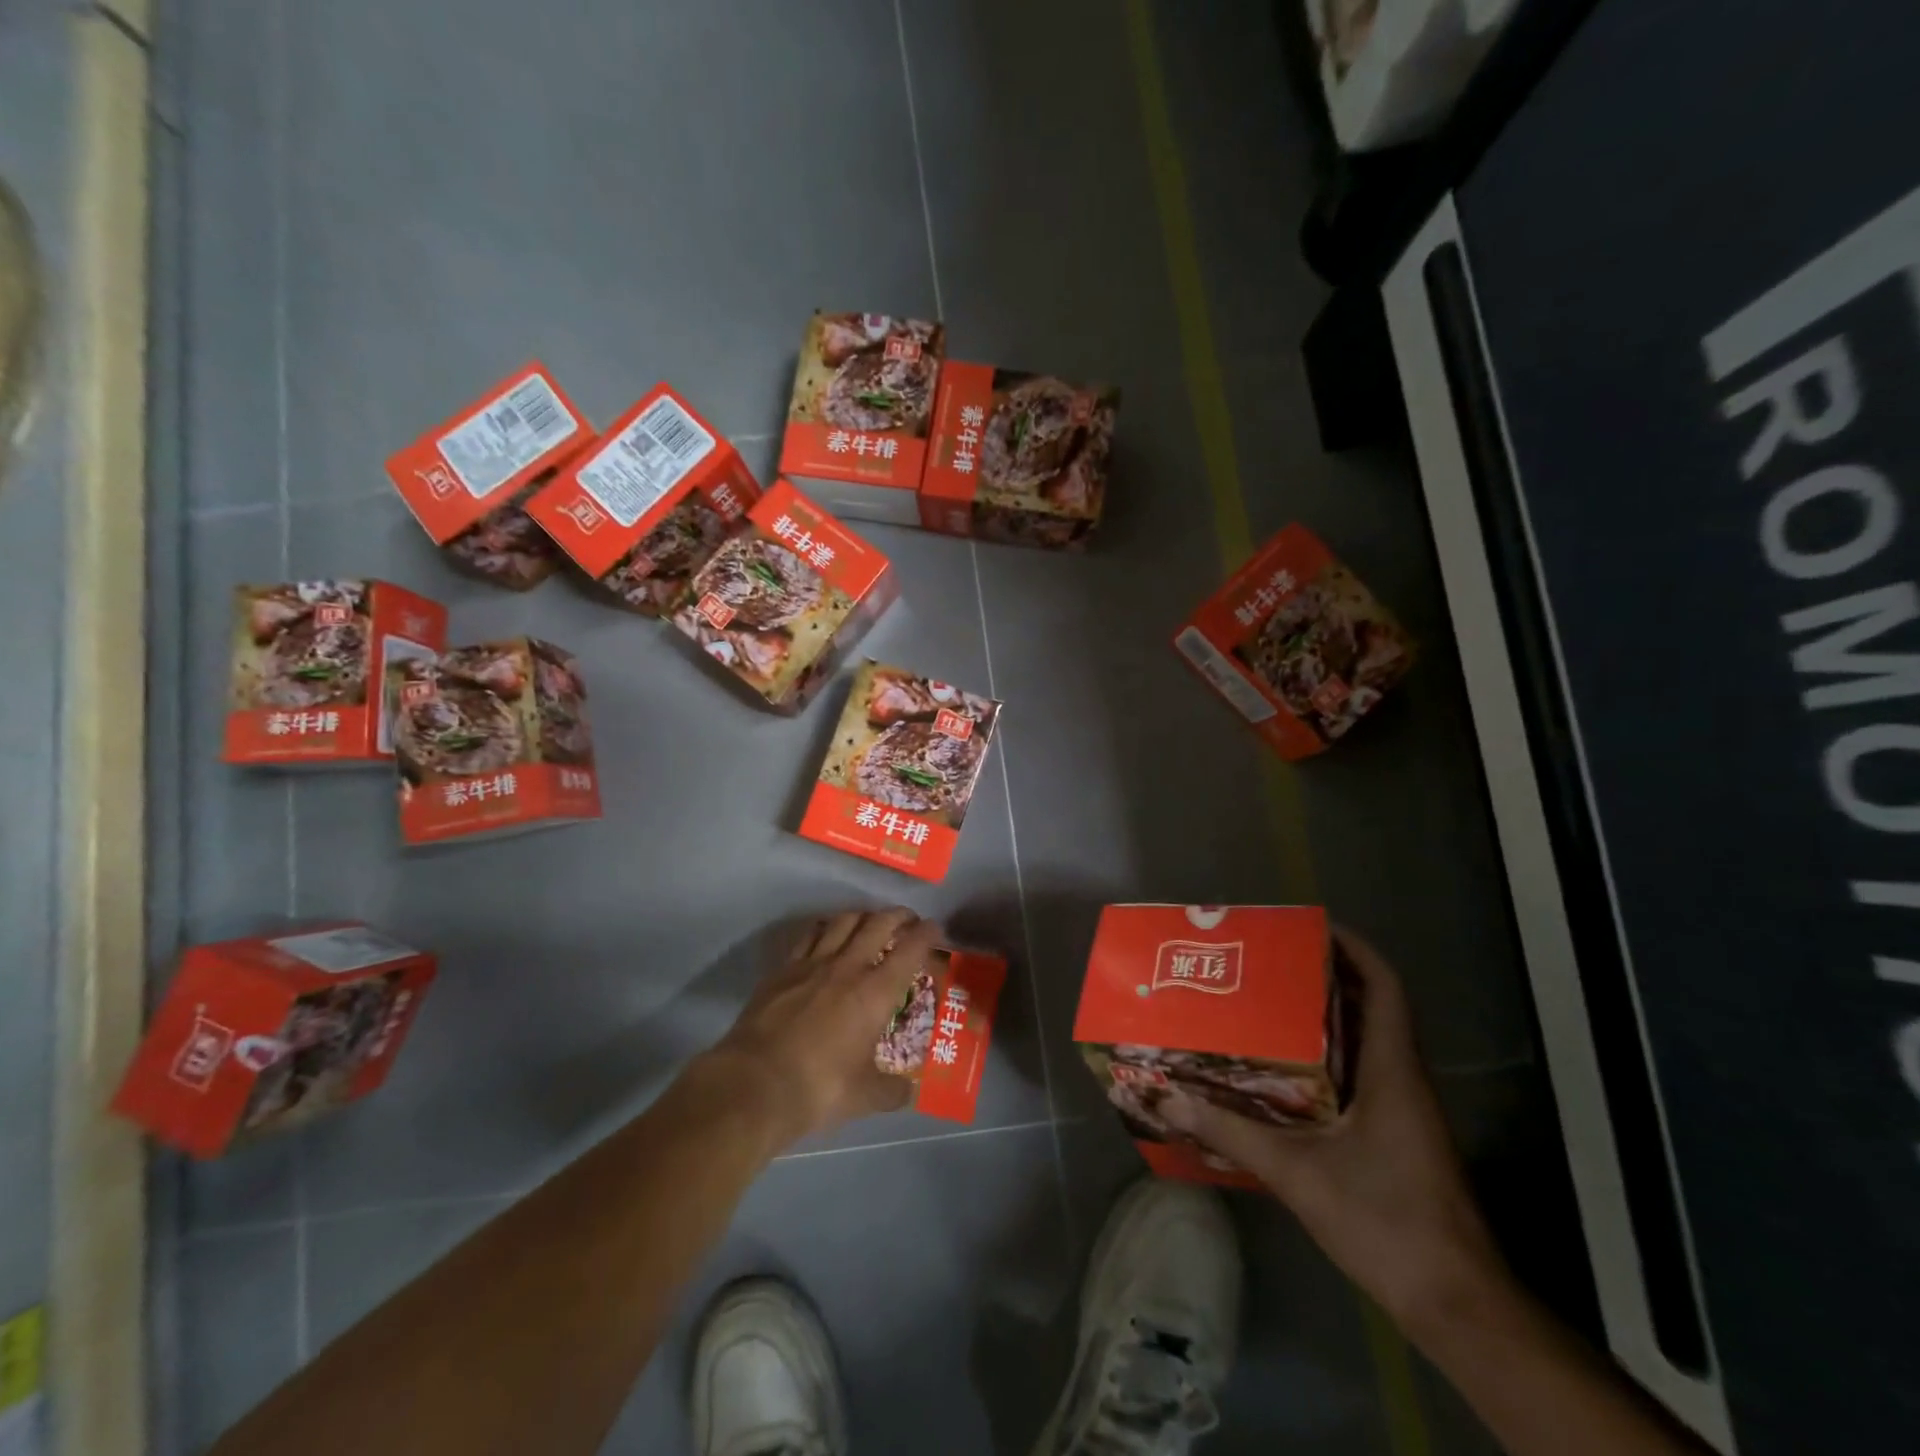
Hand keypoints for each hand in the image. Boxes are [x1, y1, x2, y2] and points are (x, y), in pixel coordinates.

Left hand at [702, 907, 940, 1149]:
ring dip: (862, 916)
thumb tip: (909, 1092)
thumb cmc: (819, 1088)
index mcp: (876, 992)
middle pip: (878, 923)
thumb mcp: (865, 1097)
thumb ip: (892, 1091)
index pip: (910, 949)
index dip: (927, 934)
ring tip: (869, 922)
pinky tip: (826, 935)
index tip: (935, 930)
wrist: (754, 1084)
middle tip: (908, 920)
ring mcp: (812, 963)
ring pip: (843, 921)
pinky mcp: (783, 969)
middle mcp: (848, 966)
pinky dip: (825, 928)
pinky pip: (809, 935)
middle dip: (898, 916)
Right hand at [1160, 927, 1509, 1330]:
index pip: (1384, 987)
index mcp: (1391, 1070)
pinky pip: (1360, 1075)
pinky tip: (1281, 1072)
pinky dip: (1325, 1058)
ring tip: (1264, 1004)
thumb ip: (1231, 1132)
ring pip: (1365, 1042)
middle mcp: (1402, 1079)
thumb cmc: (1386, 1221)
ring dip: (1323, 1018)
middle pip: (1371, 1006)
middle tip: (1267, 962)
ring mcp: (1403, 1110)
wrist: (1456, 1305)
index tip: (1310, 926)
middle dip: (1324, 976)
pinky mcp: (1396, 1136)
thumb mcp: (1298, 1174)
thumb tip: (1168, 1098)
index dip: (1354, 948)